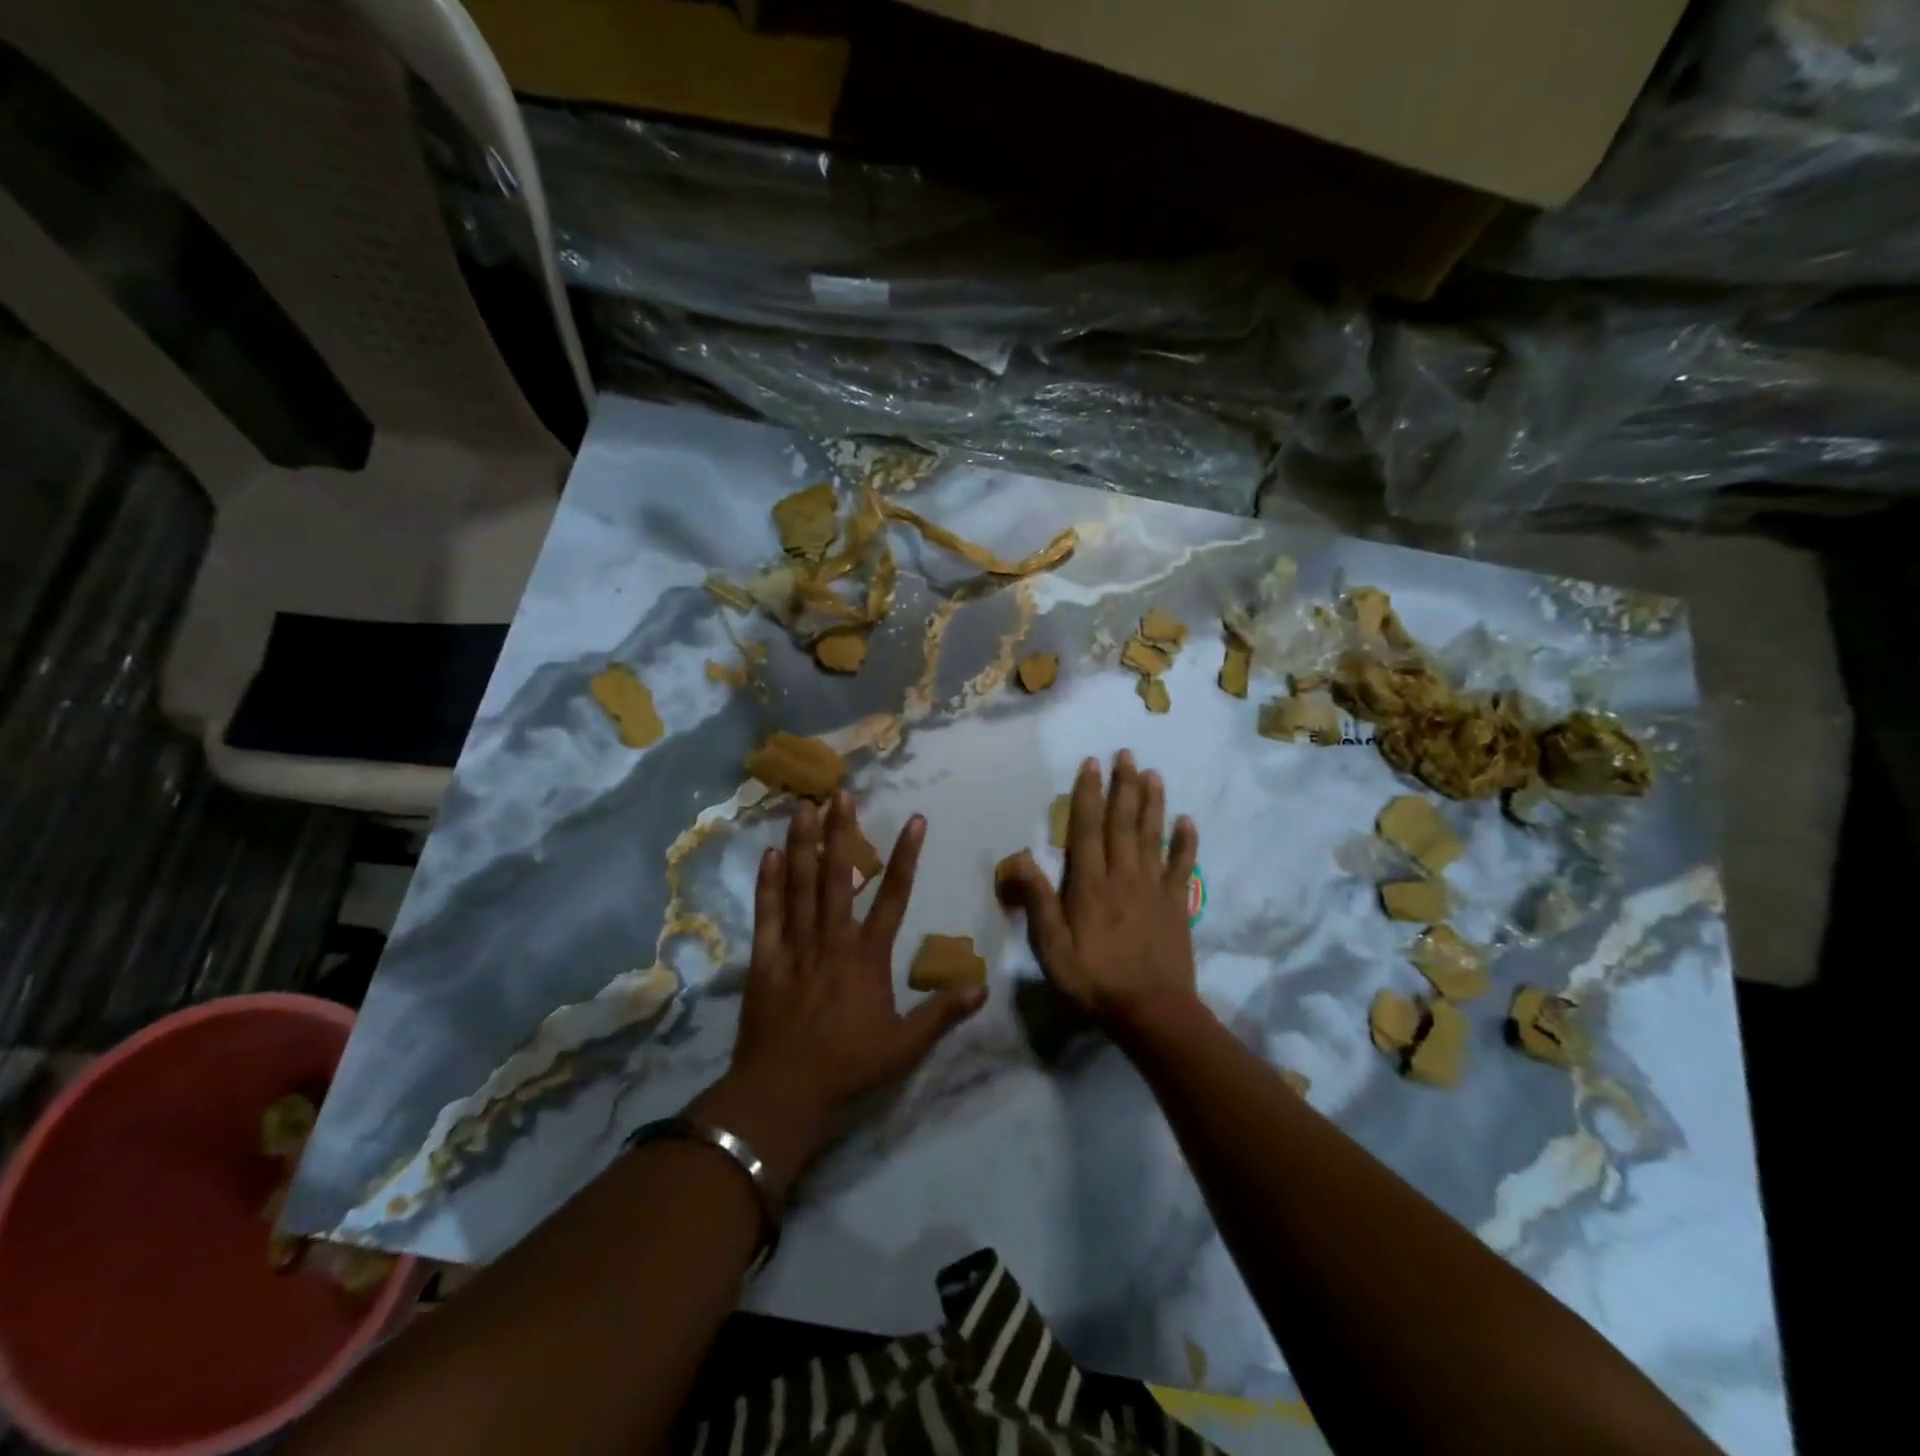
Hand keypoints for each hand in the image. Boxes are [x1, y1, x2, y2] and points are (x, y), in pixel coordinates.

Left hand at [695, 792, 985, 1197]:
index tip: (915, 820)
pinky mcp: (765, 959)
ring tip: (803, 807)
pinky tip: (768, 854)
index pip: (895, 895)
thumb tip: (981, 987)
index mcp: (868, 955)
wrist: (783, 1093)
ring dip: (802, 844)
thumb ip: (942, 1013)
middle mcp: (833, 938)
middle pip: (837, 875)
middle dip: (840, 832)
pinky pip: (767, 913)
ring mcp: (795, 945)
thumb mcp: (905, 1046)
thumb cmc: (849, 1067)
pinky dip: (767, 883)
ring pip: (799, 884)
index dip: (906, 856)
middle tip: (839, 793)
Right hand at [998, 751, 1200, 1040]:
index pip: (1087, 829)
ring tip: (1153, 774)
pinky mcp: (1176, 904)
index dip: (1089, 794)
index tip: (1093, 764)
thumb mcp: (1052, 948)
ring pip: (1152, 836)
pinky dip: (1186, 842)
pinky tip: (1187, 820)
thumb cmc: (1094, 981)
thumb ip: (1038, 901)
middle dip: (1123, 786)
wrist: (1152, 1013)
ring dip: (1152, 803)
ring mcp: (1153, 888)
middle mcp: (1123, 876)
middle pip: (1122, 823)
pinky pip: (1182, 866)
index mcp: (1090, 885)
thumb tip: (1019, 856)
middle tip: (1127, 754)